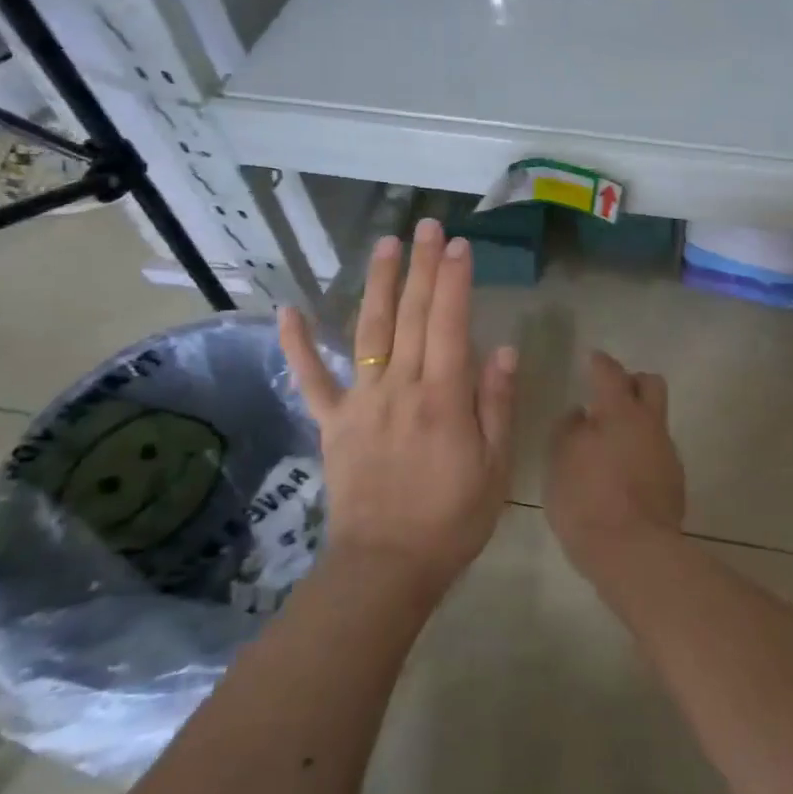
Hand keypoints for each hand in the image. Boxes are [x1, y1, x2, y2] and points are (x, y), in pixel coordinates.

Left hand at [279, 219, 517, 594]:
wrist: (385, 568)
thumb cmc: (452, 519)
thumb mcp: (494, 467)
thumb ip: (496, 404)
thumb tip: (503, 349)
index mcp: (443, 398)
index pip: (449, 324)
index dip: (454, 280)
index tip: (459, 244)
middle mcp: (399, 388)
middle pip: (411, 316)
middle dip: (421, 266)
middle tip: (427, 225)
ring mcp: (361, 403)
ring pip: (369, 331)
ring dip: (378, 284)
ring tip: (385, 244)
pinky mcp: (333, 423)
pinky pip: (312, 380)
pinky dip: (298, 344)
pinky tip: (288, 310)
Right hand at [546, 351, 686, 574]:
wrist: (634, 552)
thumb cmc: (587, 500)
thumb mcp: (560, 461)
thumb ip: (569, 429)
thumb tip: (581, 414)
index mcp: (620, 411)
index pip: (611, 372)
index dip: (600, 363)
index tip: (593, 359)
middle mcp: (650, 424)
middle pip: (651, 384)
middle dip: (632, 382)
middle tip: (610, 394)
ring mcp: (667, 453)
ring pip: (656, 420)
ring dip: (637, 421)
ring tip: (611, 441)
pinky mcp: (674, 482)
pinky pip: (657, 451)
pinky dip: (642, 451)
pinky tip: (623, 472)